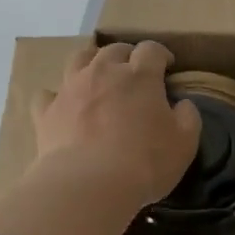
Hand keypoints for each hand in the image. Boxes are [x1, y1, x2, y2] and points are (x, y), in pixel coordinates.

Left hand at [32, 41, 201, 204]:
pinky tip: (63, 106)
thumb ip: (188, 117)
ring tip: (98, 75)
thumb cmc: (145, 162)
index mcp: (140, 76)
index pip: (151, 50)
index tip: (167, 66)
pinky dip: (57, 96)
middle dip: (127, 55)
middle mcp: (103, 72)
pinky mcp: (46, 111)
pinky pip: (48, 94)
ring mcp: (71, 89)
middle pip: (114, 50)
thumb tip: (182, 104)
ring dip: (91, 62)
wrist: (89, 184)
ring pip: (79, 59)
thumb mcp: (185, 143)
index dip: (161, 54)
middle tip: (134, 71)